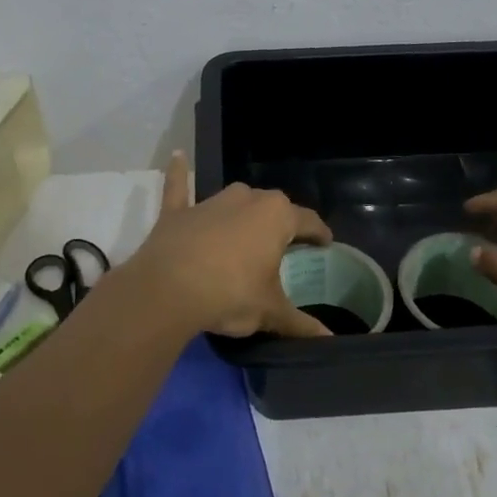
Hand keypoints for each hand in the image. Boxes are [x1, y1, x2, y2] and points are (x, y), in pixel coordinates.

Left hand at [126, 153, 334, 337]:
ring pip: (235, 200)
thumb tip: (328, 340)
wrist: (168, 290)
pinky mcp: (178, 212)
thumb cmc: (230, 294)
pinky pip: (180, 187)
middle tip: (284, 246)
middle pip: (272, 208)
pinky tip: (177, 157)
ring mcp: (210, 202)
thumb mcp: (270, 312)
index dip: (319, 234)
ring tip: (247, 232)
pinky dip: (179, 174)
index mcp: (277, 217)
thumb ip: (300, 324)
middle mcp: (247, 199)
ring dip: (242, 212)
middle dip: (280, 224)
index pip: (308, 221)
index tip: (324, 243)